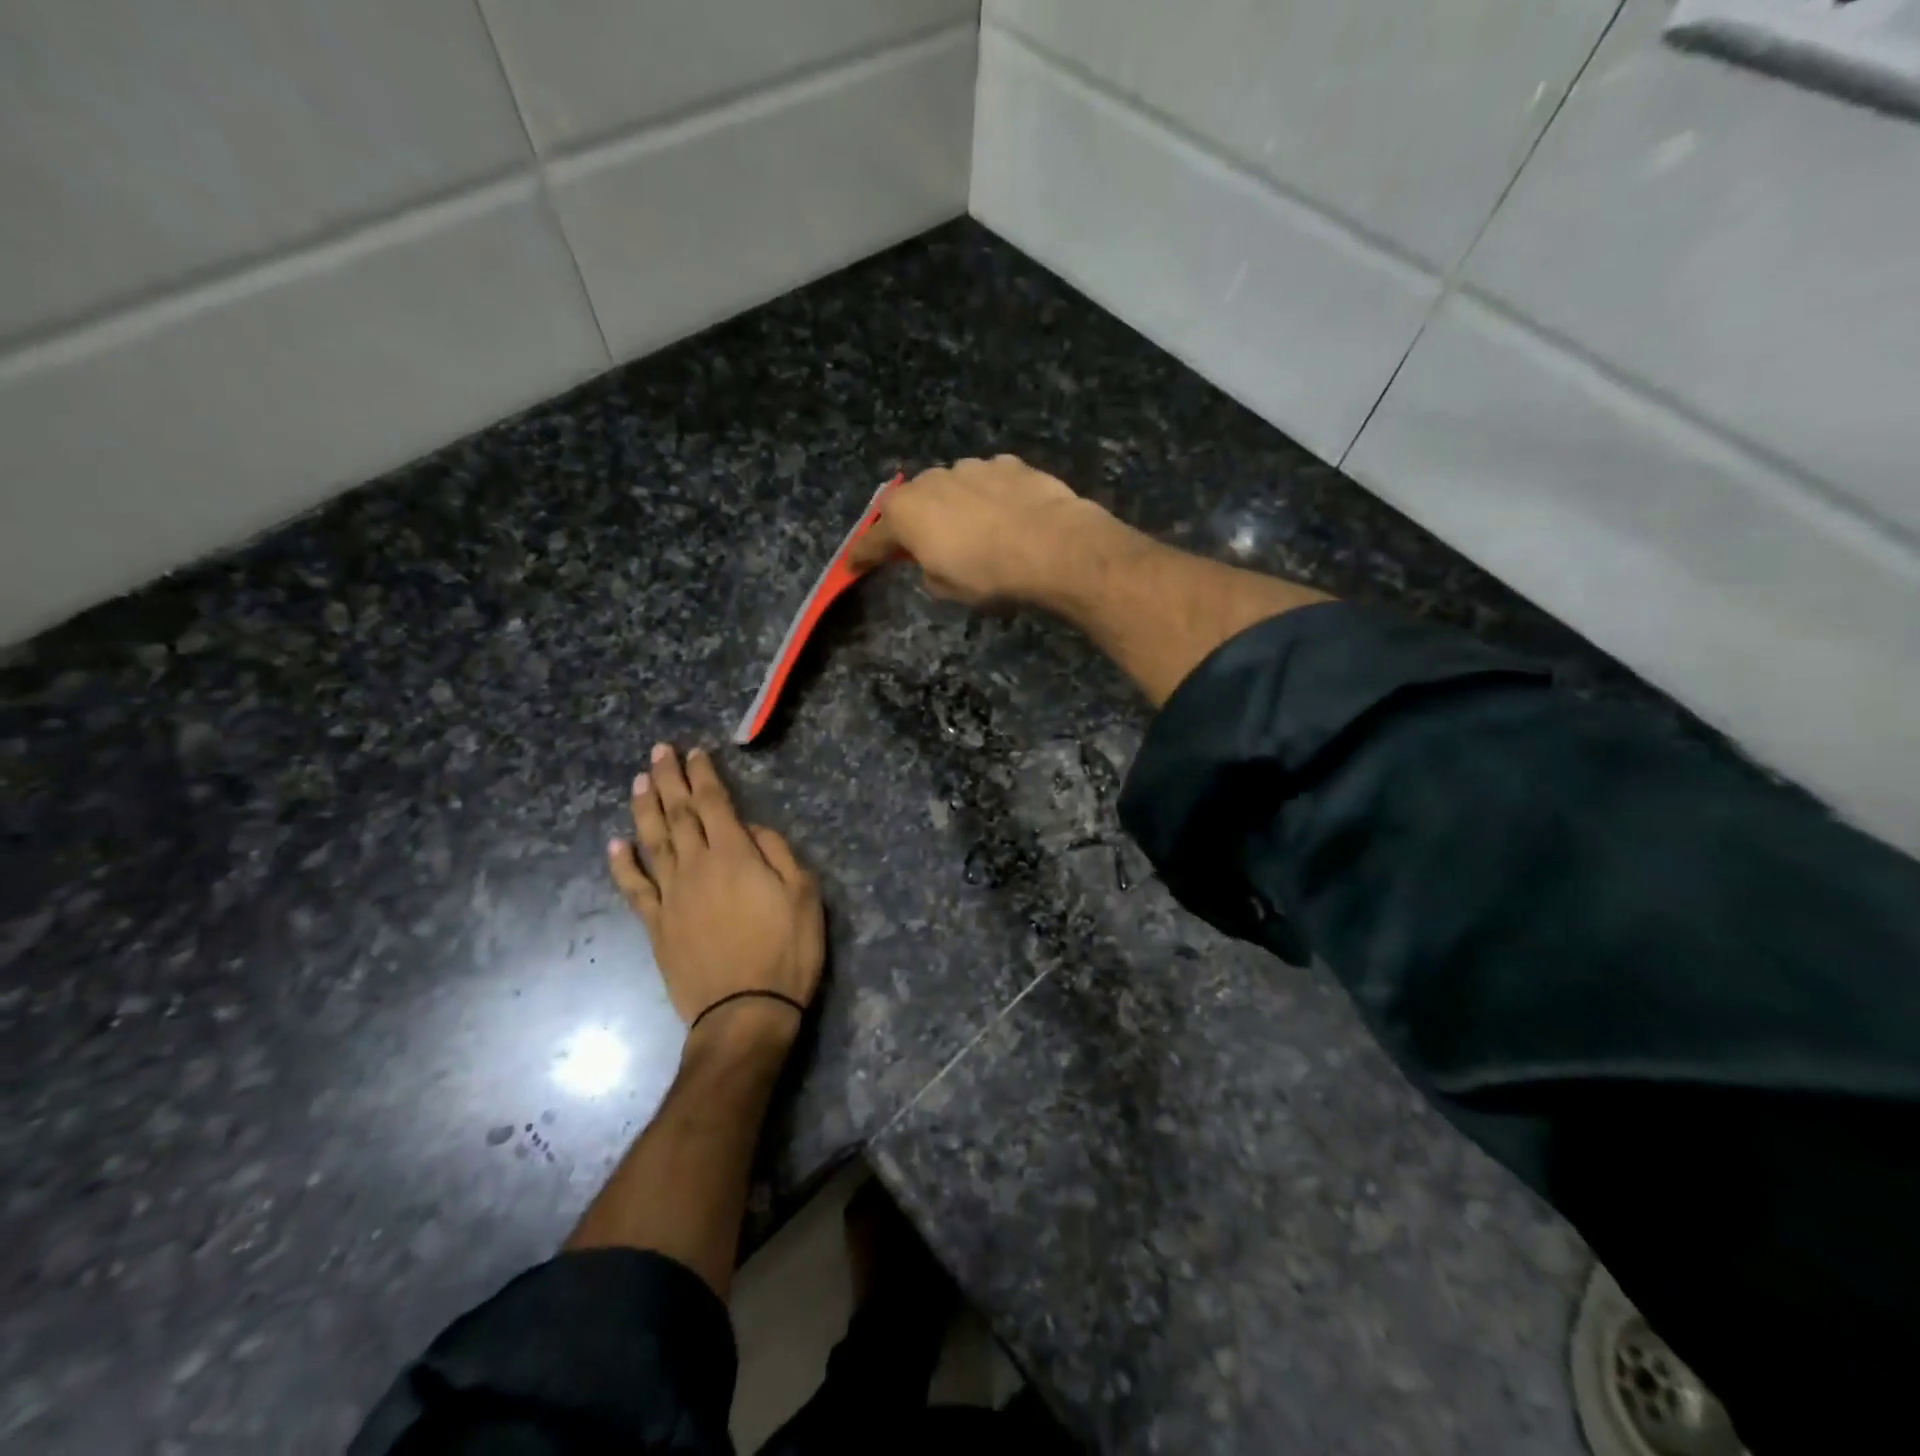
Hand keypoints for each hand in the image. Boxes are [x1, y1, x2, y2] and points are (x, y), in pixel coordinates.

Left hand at [607, 744, 824, 1046]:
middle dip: (669, 780)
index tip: (694, 753)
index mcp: (734, 856)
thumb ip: (777, 853)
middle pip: (678, 814)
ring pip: (652, 841)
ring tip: (640, 782)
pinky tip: (616, 843)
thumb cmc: (786, 952)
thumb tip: (750, 829)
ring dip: (644, 809)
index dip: (703, 776)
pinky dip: (623, 864)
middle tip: (659, 751)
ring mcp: (671, 896)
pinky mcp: (656, 925)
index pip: (714, 804)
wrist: (745, 1012)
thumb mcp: (803, 896)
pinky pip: (634, 888)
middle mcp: (696, 867)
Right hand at [851, 455, 1107, 606]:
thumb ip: (929, 571)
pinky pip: (988, 482)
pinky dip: (989, 497)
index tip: (854, 565)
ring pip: (952, 487)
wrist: (1052, 546)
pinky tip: (1006, 516)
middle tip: (925, 547)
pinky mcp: (1008, 463)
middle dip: (915, 523)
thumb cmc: (988, 574)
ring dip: (955, 507)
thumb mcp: (947, 589)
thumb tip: (933, 560)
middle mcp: (931, 481)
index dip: (863, 555)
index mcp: (905, 513)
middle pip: (913, 504)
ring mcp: (971, 467)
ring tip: (976, 532)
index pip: (874, 539)